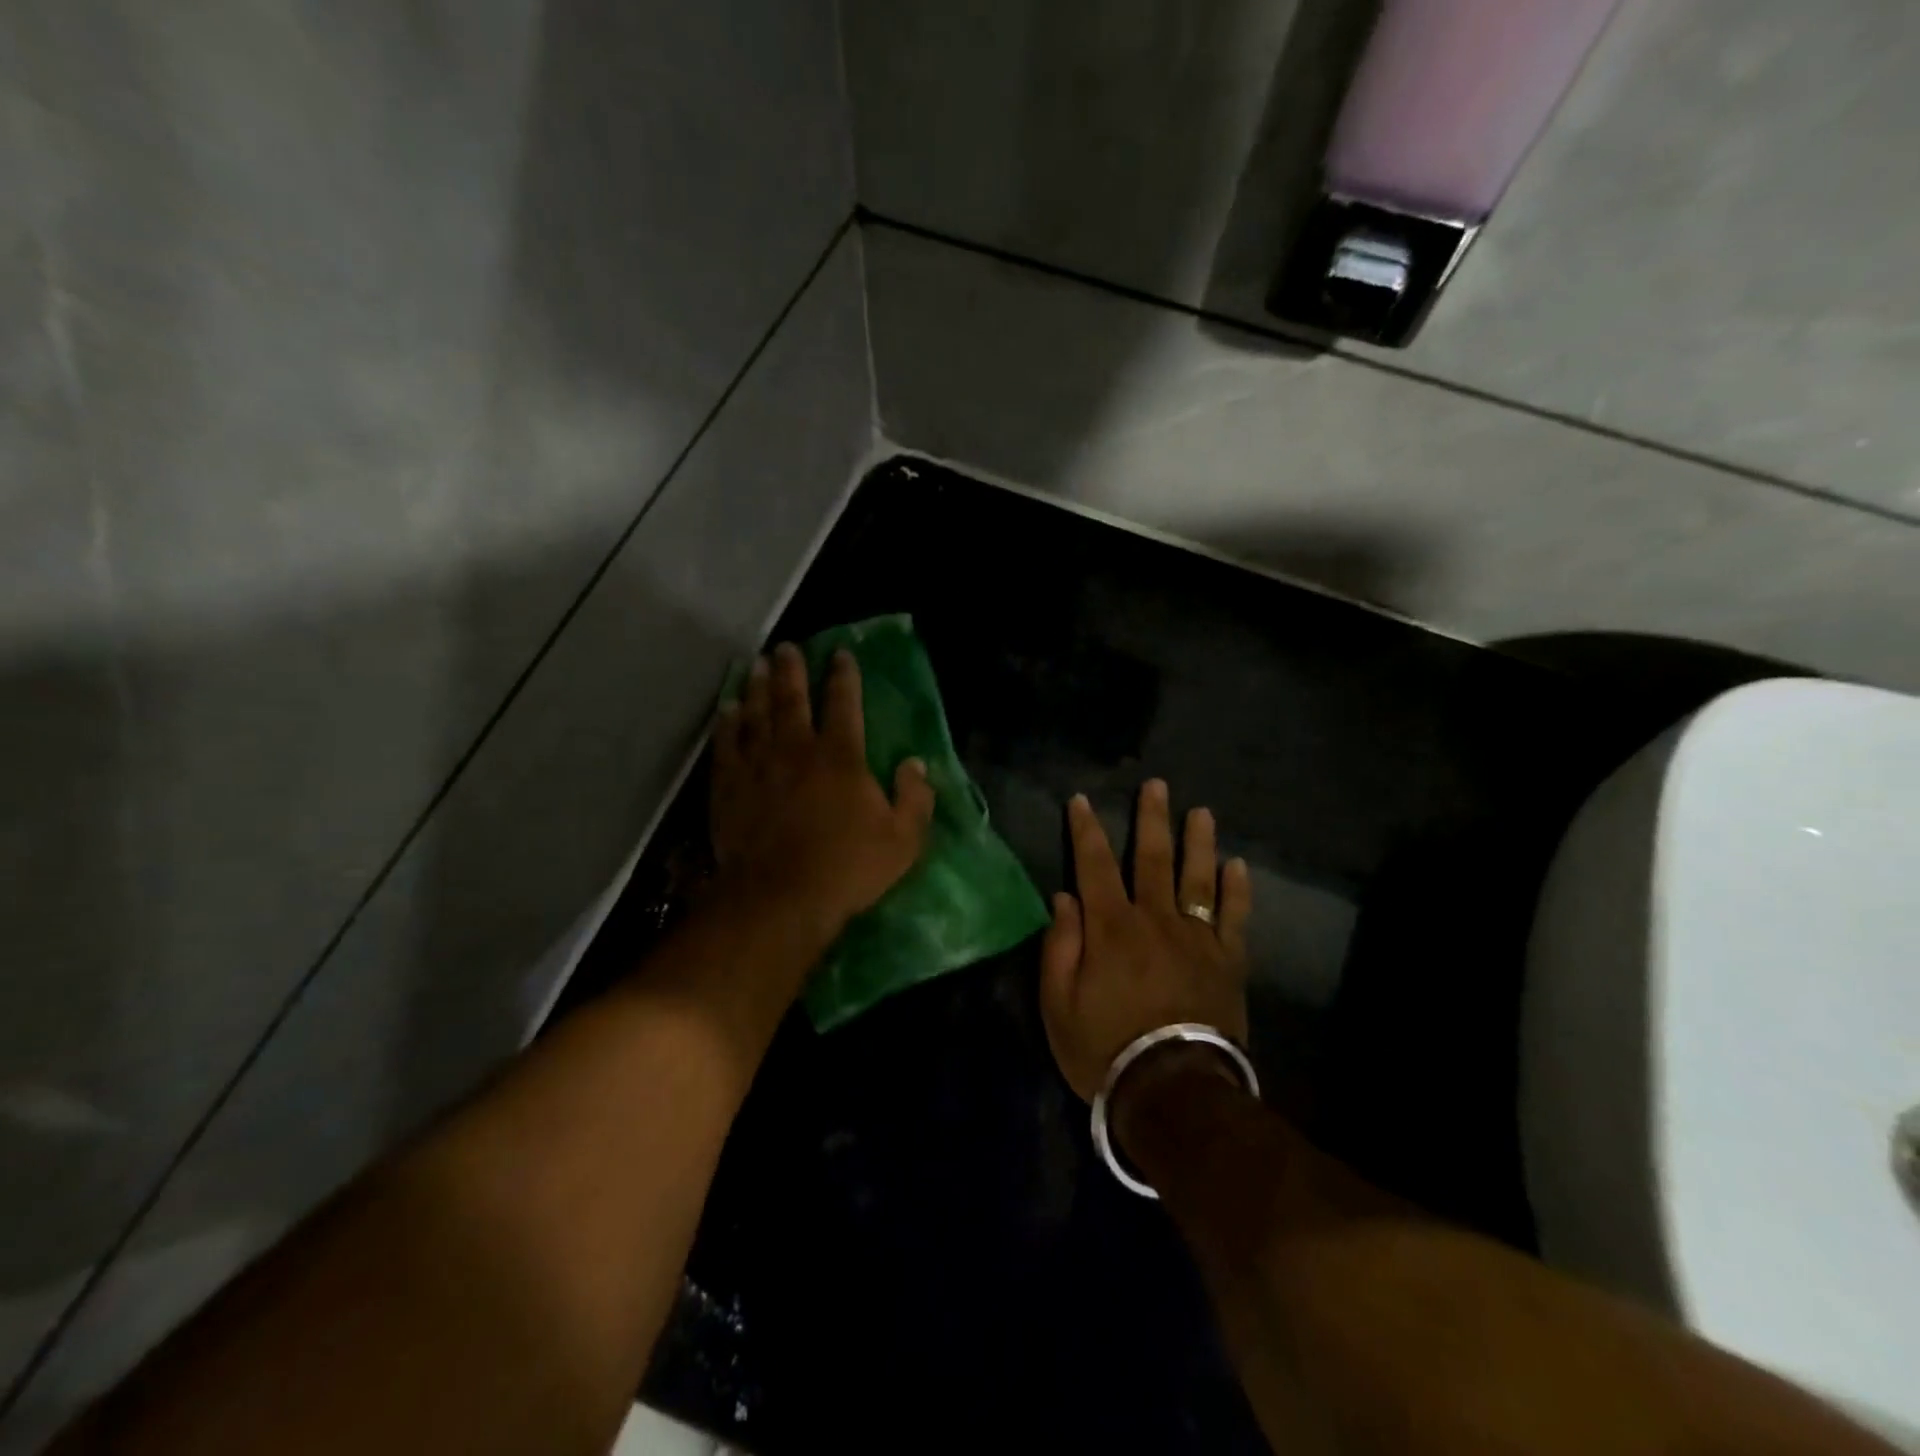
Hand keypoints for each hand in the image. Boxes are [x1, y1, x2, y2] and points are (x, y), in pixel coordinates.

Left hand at [710, 643, 934, 943]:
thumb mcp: (903, 839)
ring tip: (757, 665)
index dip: (843, 676)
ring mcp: (758, 766)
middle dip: (792, 670)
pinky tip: (727, 710)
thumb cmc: (847, 868)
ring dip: (758, 688)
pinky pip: (726, 746)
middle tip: (786, 647)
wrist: (780, 897)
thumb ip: (914, 798)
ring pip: (756, 715)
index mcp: (841, 757)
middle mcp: (797, 750)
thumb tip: (916, 764)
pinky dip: (726, 724)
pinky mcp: (729, 787)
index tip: (840, 654)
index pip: (844, 704)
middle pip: (793, 699)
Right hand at [1040, 780, 1251, 1103]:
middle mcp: (1154, 919)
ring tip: (1201, 812)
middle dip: (1151, 819)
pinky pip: (1234, 917)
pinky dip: (1237, 889)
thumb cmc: (1105, 1048)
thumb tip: (1064, 898)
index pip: (1094, 865)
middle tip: (1156, 786)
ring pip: (1197, 878)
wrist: (1172, 1090)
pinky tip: (1237, 866)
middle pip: (1152, 858)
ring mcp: (1196, 938)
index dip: (1085, 830)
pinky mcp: (1227, 961)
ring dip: (1198, 841)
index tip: (1081, 800)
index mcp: (1110, 927)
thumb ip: (1060, 945)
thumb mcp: (1059, 1003)